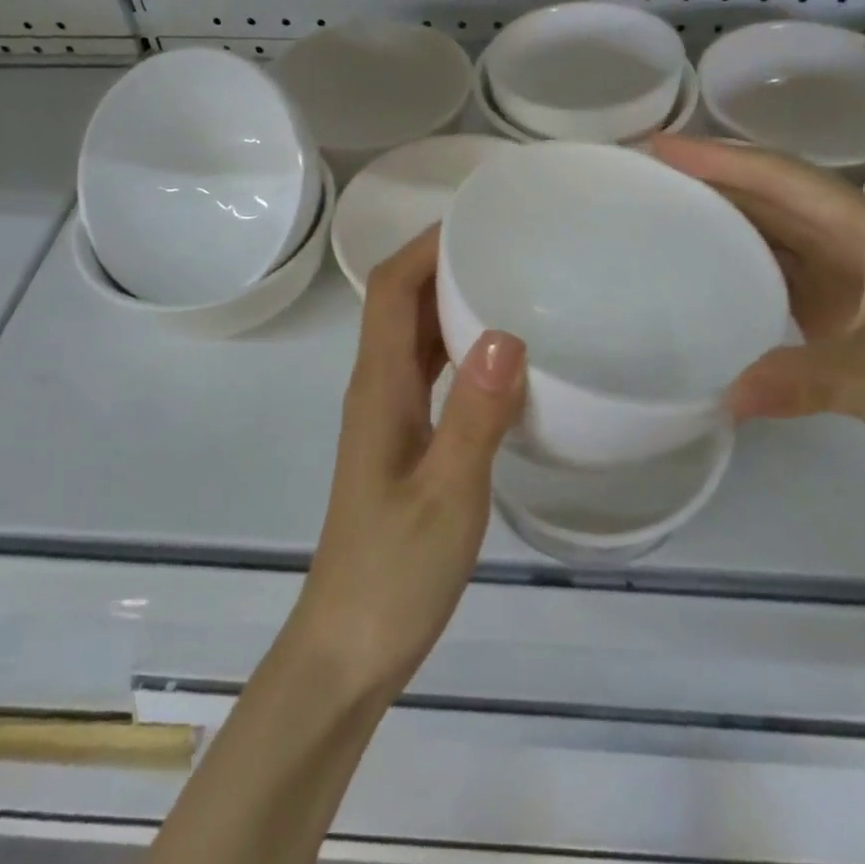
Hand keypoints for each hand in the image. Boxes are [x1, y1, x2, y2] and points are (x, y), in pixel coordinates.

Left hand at [294, 227, 525, 701]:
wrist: (351, 645)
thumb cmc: (395, 571)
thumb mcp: (447, 494)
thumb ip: (476, 416)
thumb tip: (506, 333)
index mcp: (378, 387)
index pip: (389, 289)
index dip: (424, 245)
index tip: (478, 218)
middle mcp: (377, 388)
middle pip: (400, 302)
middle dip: (444, 261)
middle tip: (510, 243)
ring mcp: (389, 416)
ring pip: (415, 336)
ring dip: (452, 301)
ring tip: (513, 282)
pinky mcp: (405, 441)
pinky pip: (431, 373)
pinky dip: (460, 348)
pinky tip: (503, 356)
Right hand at [651, 135, 864, 507]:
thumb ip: (804, 381)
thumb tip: (723, 395)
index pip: (783, 179)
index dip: (719, 159)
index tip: (659, 147)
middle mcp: (862, 240)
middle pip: (776, 196)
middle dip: (714, 181)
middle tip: (649, 175)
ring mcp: (858, 276)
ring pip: (779, 232)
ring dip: (728, 218)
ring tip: (667, 211)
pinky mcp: (851, 312)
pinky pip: (786, 273)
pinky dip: (746, 265)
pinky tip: (711, 273)